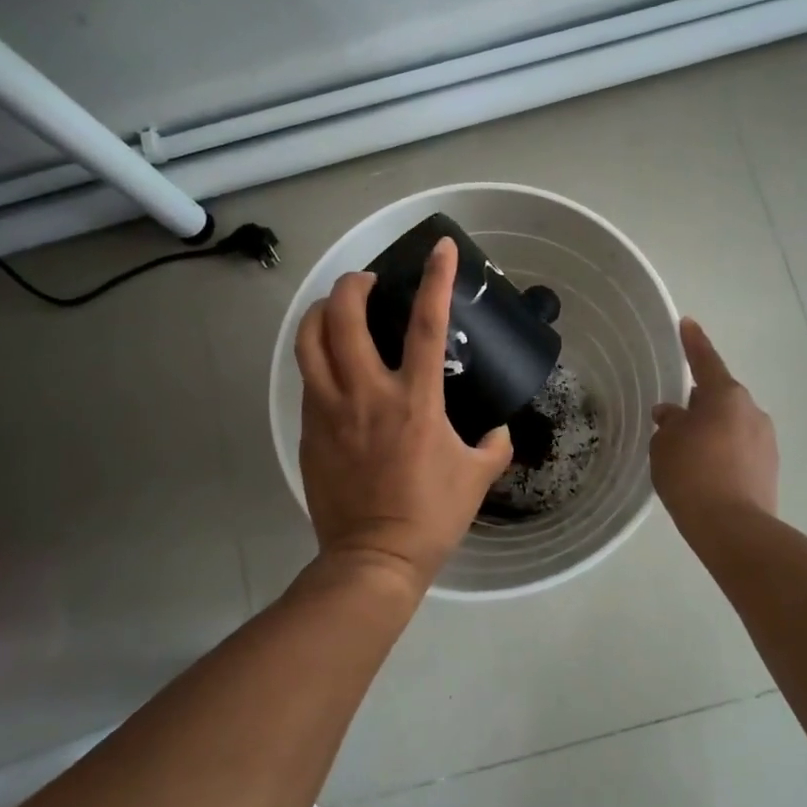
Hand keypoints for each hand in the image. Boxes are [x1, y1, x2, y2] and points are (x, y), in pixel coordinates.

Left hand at [296, 238, 512, 597]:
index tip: (440, 248)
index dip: (435, 280)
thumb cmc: (432, 514)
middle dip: (353, 285)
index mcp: (414, 400)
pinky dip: (318, 357)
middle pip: (345, 317)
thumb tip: (498, 429)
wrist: (373, 558)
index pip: (425, 324)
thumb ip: (494, 444)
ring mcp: (330, 410)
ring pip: (309, 341)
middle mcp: (366, 394)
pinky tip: (333, 364)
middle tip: (368, 283)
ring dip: (321, 313)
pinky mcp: (308, 430)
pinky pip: (308, 379)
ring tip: (337, 309)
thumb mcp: (478, 476)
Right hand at [650, 318, 778, 525]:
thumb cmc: (691, 474)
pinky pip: (739, 449)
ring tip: (687, 453)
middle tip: (674, 417)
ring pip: (731, 424)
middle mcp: (751, 411)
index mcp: (726, 395)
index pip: (705, 361)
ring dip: (711, 430)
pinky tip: (705, 472)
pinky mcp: (769, 468)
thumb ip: (669, 423)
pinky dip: (722, 452)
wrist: (732, 527)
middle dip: (699, 402)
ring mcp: (765, 440)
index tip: (687, 324)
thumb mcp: (665, 444)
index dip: (693, 342)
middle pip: (720, 396)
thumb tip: (673, 415)